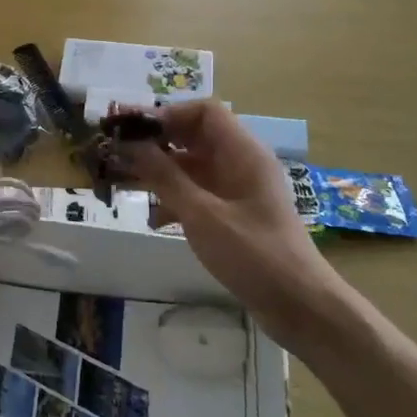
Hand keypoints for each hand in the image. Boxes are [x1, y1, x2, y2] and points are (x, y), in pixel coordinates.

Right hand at [118, 101, 353, 343]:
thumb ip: (164, 176)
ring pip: (192, 167)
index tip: (132, 132)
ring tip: (123, 184)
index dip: (167, 115)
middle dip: (156, 144)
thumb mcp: (202, 214)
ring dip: (159, 173)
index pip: (204, 111)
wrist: (298, 305)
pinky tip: (152, 219)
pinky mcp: (233, 215)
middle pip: (194, 137)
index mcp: (243, 153)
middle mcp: (241, 164)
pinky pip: (197, 193)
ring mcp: (238, 190)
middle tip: (117, 155)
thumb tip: (130, 143)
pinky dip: (173, 199)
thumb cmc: (253, 254)